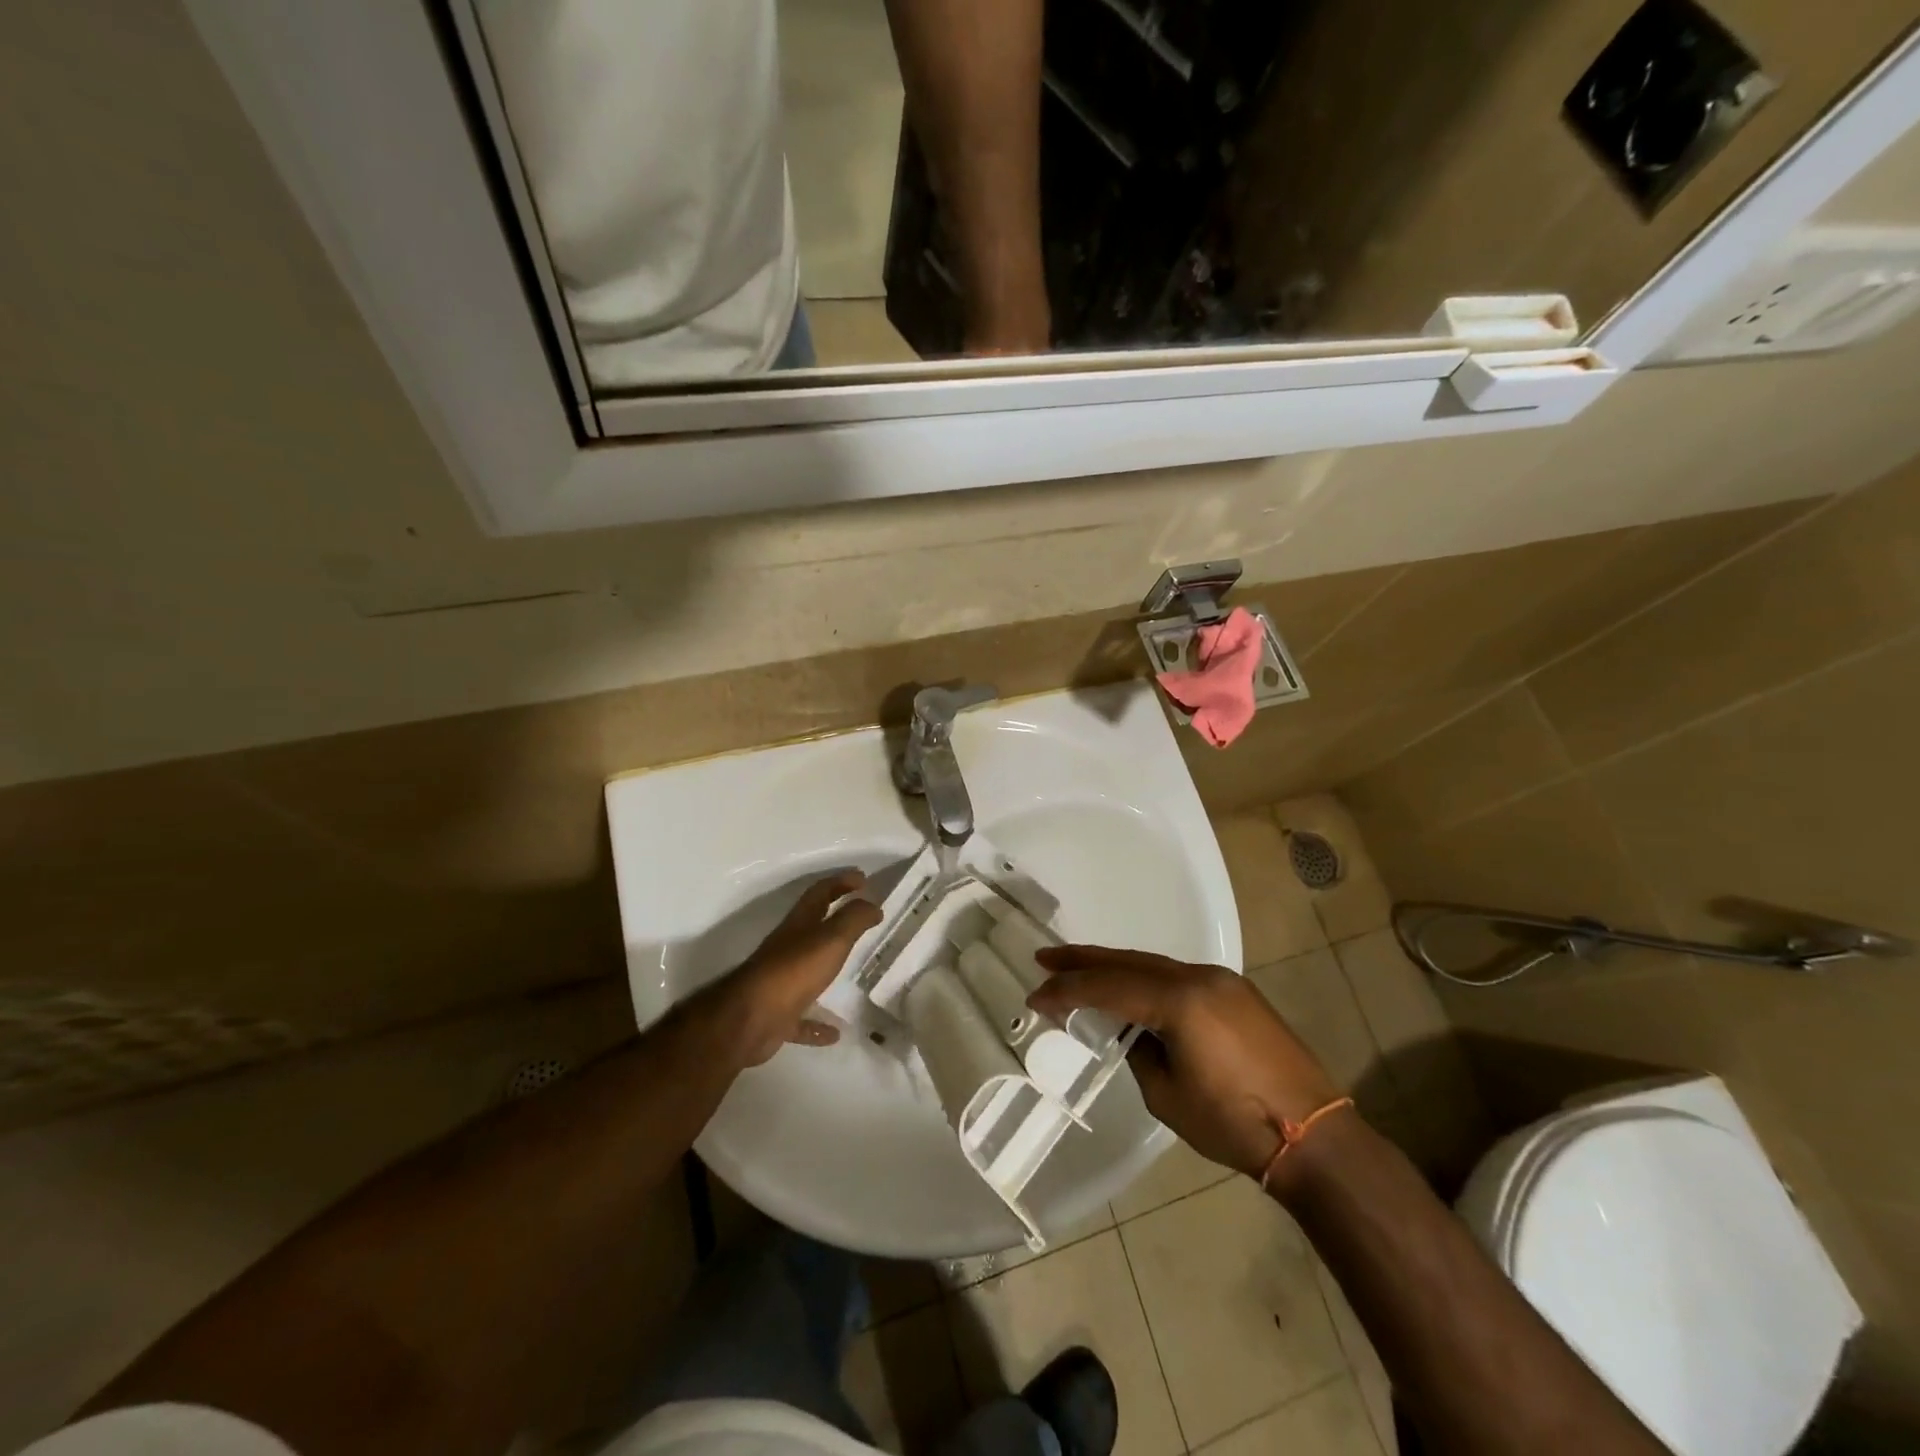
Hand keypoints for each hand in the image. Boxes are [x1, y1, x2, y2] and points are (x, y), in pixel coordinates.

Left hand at [721, 871, 882, 1065]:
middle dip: (835, 918)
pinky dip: (817, 1023)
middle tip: (862, 918)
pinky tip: (834, 1033)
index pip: (821, 893)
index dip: (841, 882)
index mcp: (799, 924)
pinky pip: (802, 1017)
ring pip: (807, 970)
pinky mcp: (778, 1014)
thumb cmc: (794, 970)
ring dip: (827, 968)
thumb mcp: (831, 939)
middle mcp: (788, 948)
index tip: (862, 878)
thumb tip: (872, 904)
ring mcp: (781, 982)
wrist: (750, 1019)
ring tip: (852, 972)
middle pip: (812, 927)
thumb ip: (853, 920)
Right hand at [1028, 945, 1345, 1179]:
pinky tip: (1128, 987)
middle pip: (1128, 962)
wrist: (1313, 1136)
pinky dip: (1145, 978)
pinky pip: (1178, 975)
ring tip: (1078, 967)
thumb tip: (1132, 1033)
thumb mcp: (1166, 1095)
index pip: (1108, 987)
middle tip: (1046, 959)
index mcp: (1179, 1000)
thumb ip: (1139, 1052)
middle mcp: (1199, 976)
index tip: (1035, 996)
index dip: (1067, 991)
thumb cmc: (1234, 1123)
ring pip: (1154, 964)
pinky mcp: (1236, 992)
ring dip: (1114, 966)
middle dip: (1084, 960)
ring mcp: (1222, 980)